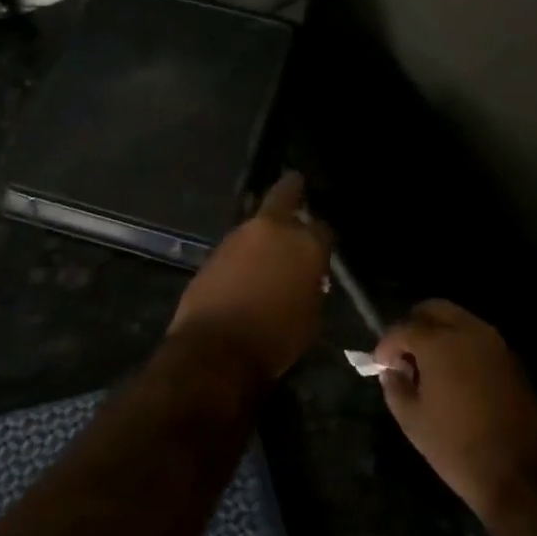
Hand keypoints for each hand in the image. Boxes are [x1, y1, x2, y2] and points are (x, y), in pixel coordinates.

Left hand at [168, 173, 333, 383]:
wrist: (216, 351)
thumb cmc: (276, 339)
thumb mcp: (311, 315)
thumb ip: (312, 286)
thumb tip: (307, 277)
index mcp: (305, 244)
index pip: (322, 228)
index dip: (323, 237)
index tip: (322, 246)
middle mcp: (272, 229)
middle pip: (284, 194)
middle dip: (292, 189)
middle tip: (297, 185)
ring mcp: (238, 236)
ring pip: (257, 222)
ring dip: (264, 230)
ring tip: (270, 244)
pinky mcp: (213, 251)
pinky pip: (237, 245)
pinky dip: (245, 251)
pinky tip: (247, 266)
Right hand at [374, 301, 536, 522]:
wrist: (520, 474)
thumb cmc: (457, 447)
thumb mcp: (412, 421)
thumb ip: (395, 386)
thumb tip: (393, 371)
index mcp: (439, 342)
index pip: (403, 328)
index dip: (385, 345)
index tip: (379, 364)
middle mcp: (468, 331)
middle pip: (433, 309)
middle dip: (413, 325)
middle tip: (403, 355)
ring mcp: (494, 343)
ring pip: (458, 319)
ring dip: (438, 333)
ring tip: (427, 366)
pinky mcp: (511, 359)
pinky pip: (477, 338)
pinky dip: (460, 345)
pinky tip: (452, 375)